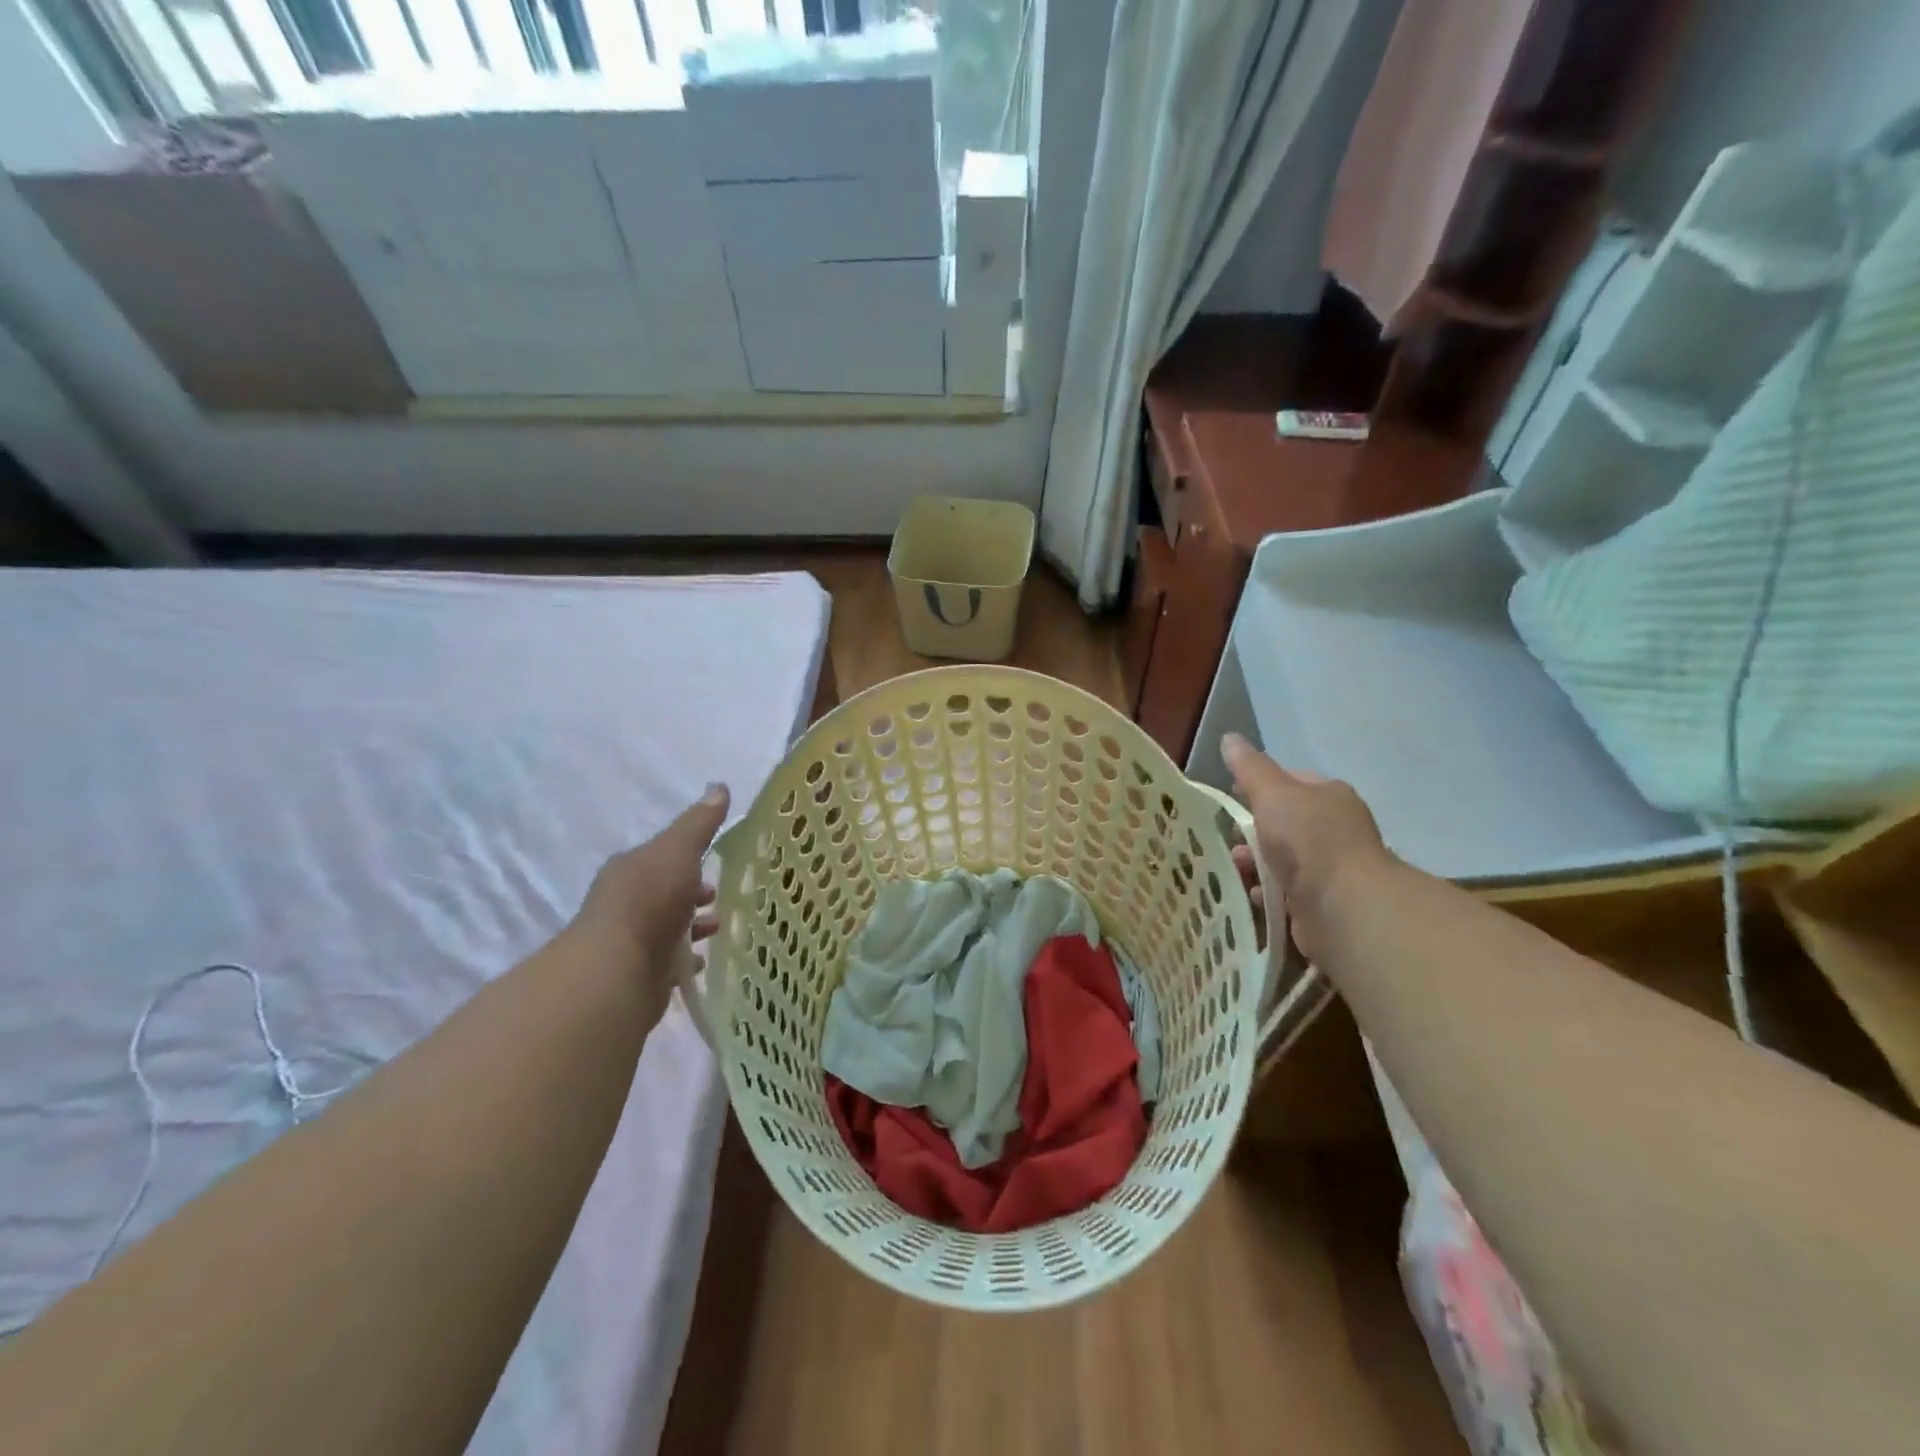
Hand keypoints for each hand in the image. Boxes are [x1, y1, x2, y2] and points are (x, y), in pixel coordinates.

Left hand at [572, 783, 729, 1027]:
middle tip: (719, 896)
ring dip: (692, 925)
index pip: (662, 857)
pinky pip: (668, 961)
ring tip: (719, 928)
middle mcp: (626, 902)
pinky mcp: (639, 974)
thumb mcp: (679, 850)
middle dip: (692, 892)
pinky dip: (686, 958)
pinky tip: (703, 961)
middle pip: (665, 892)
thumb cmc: (649, 900)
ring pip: (668, 927)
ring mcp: (631, 940)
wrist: (618, 970)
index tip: (715, 863)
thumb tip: (719, 786)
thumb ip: (699, 823)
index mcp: (631, 869)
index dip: (688, 858)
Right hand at [1221, 734, 1393, 963]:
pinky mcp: (1321, 903)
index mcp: (1330, 796)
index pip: (1291, 782)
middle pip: (1283, 823)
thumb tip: (1229, 738)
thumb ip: (1250, 768)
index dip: (1258, 786)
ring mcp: (1330, 869)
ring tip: (1234, 869)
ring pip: (1281, 859)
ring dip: (1255, 863)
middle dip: (1252, 831)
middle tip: (1227, 838)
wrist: (1342, 905)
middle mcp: (1335, 829)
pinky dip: (1265, 893)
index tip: (1230, 796)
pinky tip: (1250, 894)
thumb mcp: (1273, 793)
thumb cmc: (1308, 839)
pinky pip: (1284, 892)